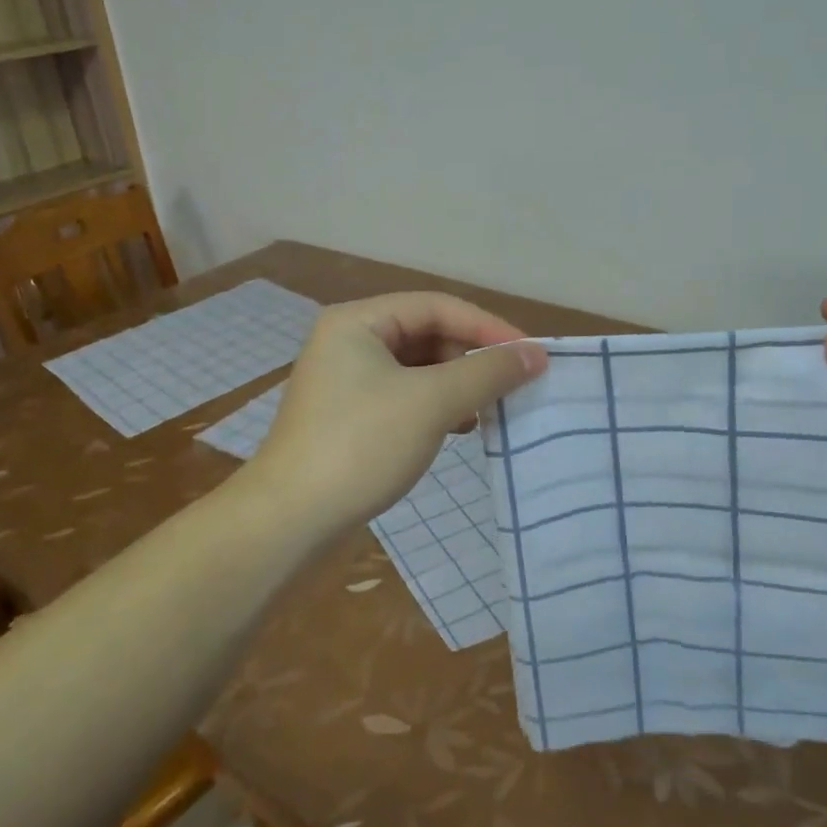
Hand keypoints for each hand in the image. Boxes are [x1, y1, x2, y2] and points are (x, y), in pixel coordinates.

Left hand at [246, 293, 547, 535]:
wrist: (290, 520)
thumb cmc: (360, 446)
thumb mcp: (432, 402)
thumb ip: (487, 373)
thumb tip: (536, 353)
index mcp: (358, 321)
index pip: (437, 307)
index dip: (488, 327)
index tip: (531, 355)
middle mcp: (348, 341)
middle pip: (427, 334)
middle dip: (471, 358)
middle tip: (511, 386)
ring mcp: (346, 380)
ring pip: (418, 369)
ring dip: (456, 385)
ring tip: (488, 410)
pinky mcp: (349, 416)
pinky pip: (404, 396)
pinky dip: (435, 407)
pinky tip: (458, 428)